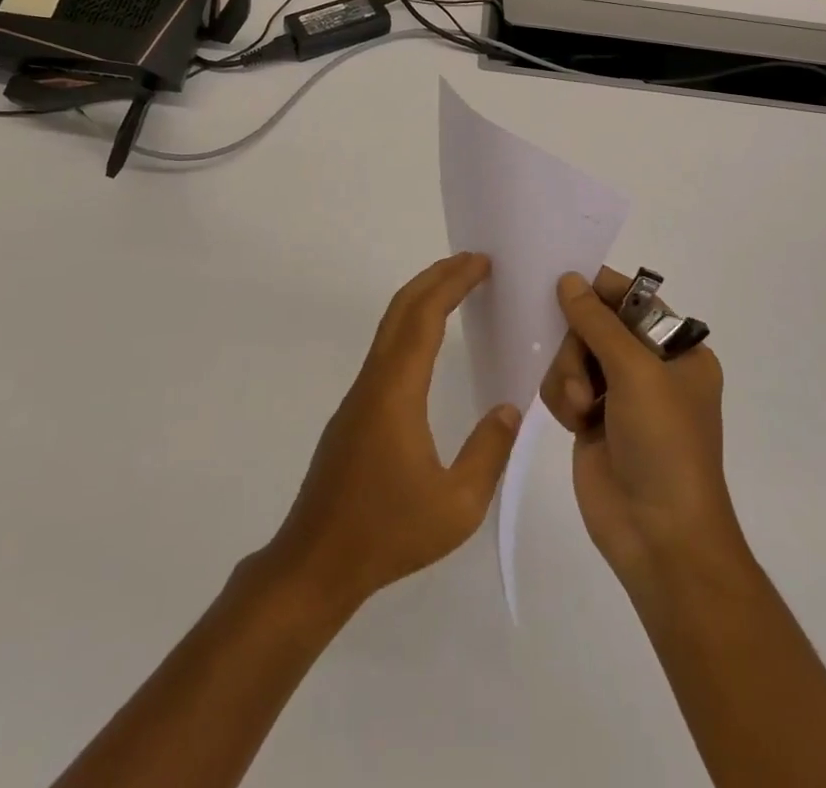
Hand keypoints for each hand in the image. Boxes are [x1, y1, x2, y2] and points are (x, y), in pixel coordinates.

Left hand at [265, 253, 521, 615]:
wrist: (315, 563)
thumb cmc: (387, 533)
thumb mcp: (456, 506)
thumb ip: (488, 453)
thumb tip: (509, 409)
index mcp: (396, 391)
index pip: (425, 317)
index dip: (453, 283)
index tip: (480, 263)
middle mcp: (374, 380)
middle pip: (401, 309)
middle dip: (436, 277)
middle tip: (472, 261)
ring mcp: (359, 395)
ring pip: (389, 328)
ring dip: (421, 299)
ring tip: (454, 289)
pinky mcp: (353, 412)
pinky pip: (385, 350)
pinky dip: (410, 326)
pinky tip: (427, 344)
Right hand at [539, 270, 742, 588]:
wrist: (659, 536)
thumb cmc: (664, 444)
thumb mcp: (636, 372)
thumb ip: (597, 321)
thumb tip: (568, 278)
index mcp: (678, 350)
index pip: (633, 300)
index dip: (599, 290)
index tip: (564, 283)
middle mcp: (649, 367)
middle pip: (593, 325)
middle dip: (580, 346)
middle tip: (583, 374)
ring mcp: (618, 395)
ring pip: (571, 354)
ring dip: (569, 376)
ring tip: (580, 406)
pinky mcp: (591, 420)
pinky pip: (561, 386)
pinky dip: (562, 399)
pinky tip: (573, 423)